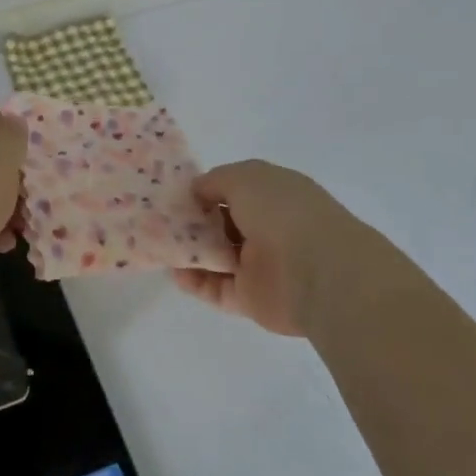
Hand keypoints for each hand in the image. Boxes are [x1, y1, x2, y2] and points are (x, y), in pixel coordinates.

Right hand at [171, 160, 385, 336]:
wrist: (318, 271)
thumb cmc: (282, 211)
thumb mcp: (243, 177)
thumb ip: (215, 181)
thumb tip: (196, 191)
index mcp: (273, 195)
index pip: (234, 190)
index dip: (204, 191)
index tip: (174, 195)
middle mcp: (268, 227)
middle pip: (221, 224)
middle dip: (191, 222)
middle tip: (157, 221)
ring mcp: (260, 265)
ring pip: (216, 257)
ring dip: (189, 252)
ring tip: (159, 246)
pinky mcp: (252, 298)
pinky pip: (216, 288)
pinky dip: (194, 281)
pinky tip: (174, 272)